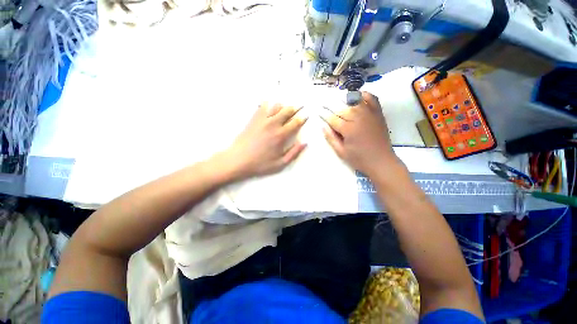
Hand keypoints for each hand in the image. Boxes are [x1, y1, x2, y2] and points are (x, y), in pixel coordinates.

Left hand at [224, 103, 307, 179]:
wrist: (238, 160)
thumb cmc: (260, 164)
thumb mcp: (280, 163)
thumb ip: (294, 153)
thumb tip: (305, 143)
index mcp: (281, 135)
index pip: (295, 122)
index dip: (302, 118)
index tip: (305, 116)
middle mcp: (273, 124)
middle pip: (287, 110)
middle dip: (294, 109)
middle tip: (296, 110)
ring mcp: (262, 120)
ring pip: (275, 106)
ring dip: (282, 106)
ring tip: (284, 110)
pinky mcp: (253, 119)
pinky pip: (262, 106)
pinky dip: (268, 104)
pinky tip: (269, 106)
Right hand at [322, 91, 398, 175]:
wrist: (381, 161)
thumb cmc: (359, 159)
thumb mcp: (341, 152)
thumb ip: (331, 138)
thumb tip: (323, 126)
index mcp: (348, 129)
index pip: (332, 118)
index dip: (324, 115)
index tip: (318, 111)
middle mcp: (358, 118)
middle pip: (342, 108)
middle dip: (331, 105)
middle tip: (324, 103)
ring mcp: (369, 114)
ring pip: (355, 100)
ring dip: (344, 98)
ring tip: (337, 98)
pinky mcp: (378, 114)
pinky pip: (372, 99)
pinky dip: (364, 95)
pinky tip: (358, 95)